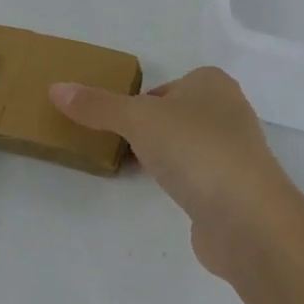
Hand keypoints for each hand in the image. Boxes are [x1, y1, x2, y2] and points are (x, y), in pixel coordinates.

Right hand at [51, 67, 300, 279]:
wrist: (248, 219)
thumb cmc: (195, 150)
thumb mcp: (136, 119)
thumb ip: (96, 105)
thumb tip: (55, 89)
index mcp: (211, 84)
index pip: (164, 86)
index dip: (136, 102)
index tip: (113, 122)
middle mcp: (228, 112)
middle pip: (173, 115)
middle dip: (146, 130)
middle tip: (115, 144)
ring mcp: (235, 154)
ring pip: (185, 146)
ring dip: (162, 156)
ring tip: (134, 169)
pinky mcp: (235, 190)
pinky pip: (196, 176)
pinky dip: (178, 182)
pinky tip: (162, 193)